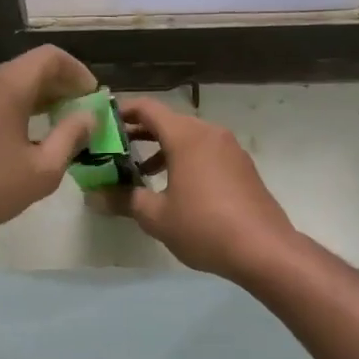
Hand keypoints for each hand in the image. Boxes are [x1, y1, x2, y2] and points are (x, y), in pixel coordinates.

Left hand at [0, 46, 99, 246]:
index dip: (79, 72)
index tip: (94, 97)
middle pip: (31, 68)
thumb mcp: (40, 170)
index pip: (51, 57)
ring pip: (11, 84)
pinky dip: (17, 108)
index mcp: (7, 83)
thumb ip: (70, 138)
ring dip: (39, 99)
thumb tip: (88, 116)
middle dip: (61, 87)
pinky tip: (25, 138)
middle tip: (82, 113)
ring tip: (60, 127)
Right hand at [100, 97, 296, 279]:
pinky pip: (205, 151)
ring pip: (188, 137)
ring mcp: (229, 148)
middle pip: (167, 121)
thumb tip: (93, 196)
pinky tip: (175, 187)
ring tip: (141, 173)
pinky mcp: (242, 166)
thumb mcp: (157, 216)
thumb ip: (124, 200)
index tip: (101, 124)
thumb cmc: (204, 227)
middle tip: (113, 150)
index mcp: (186, 136)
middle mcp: (209, 133)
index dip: (121, 112)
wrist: (265, 250)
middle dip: (139, 133)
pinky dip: (185, 158)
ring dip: (162, 148)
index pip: (147, 109)